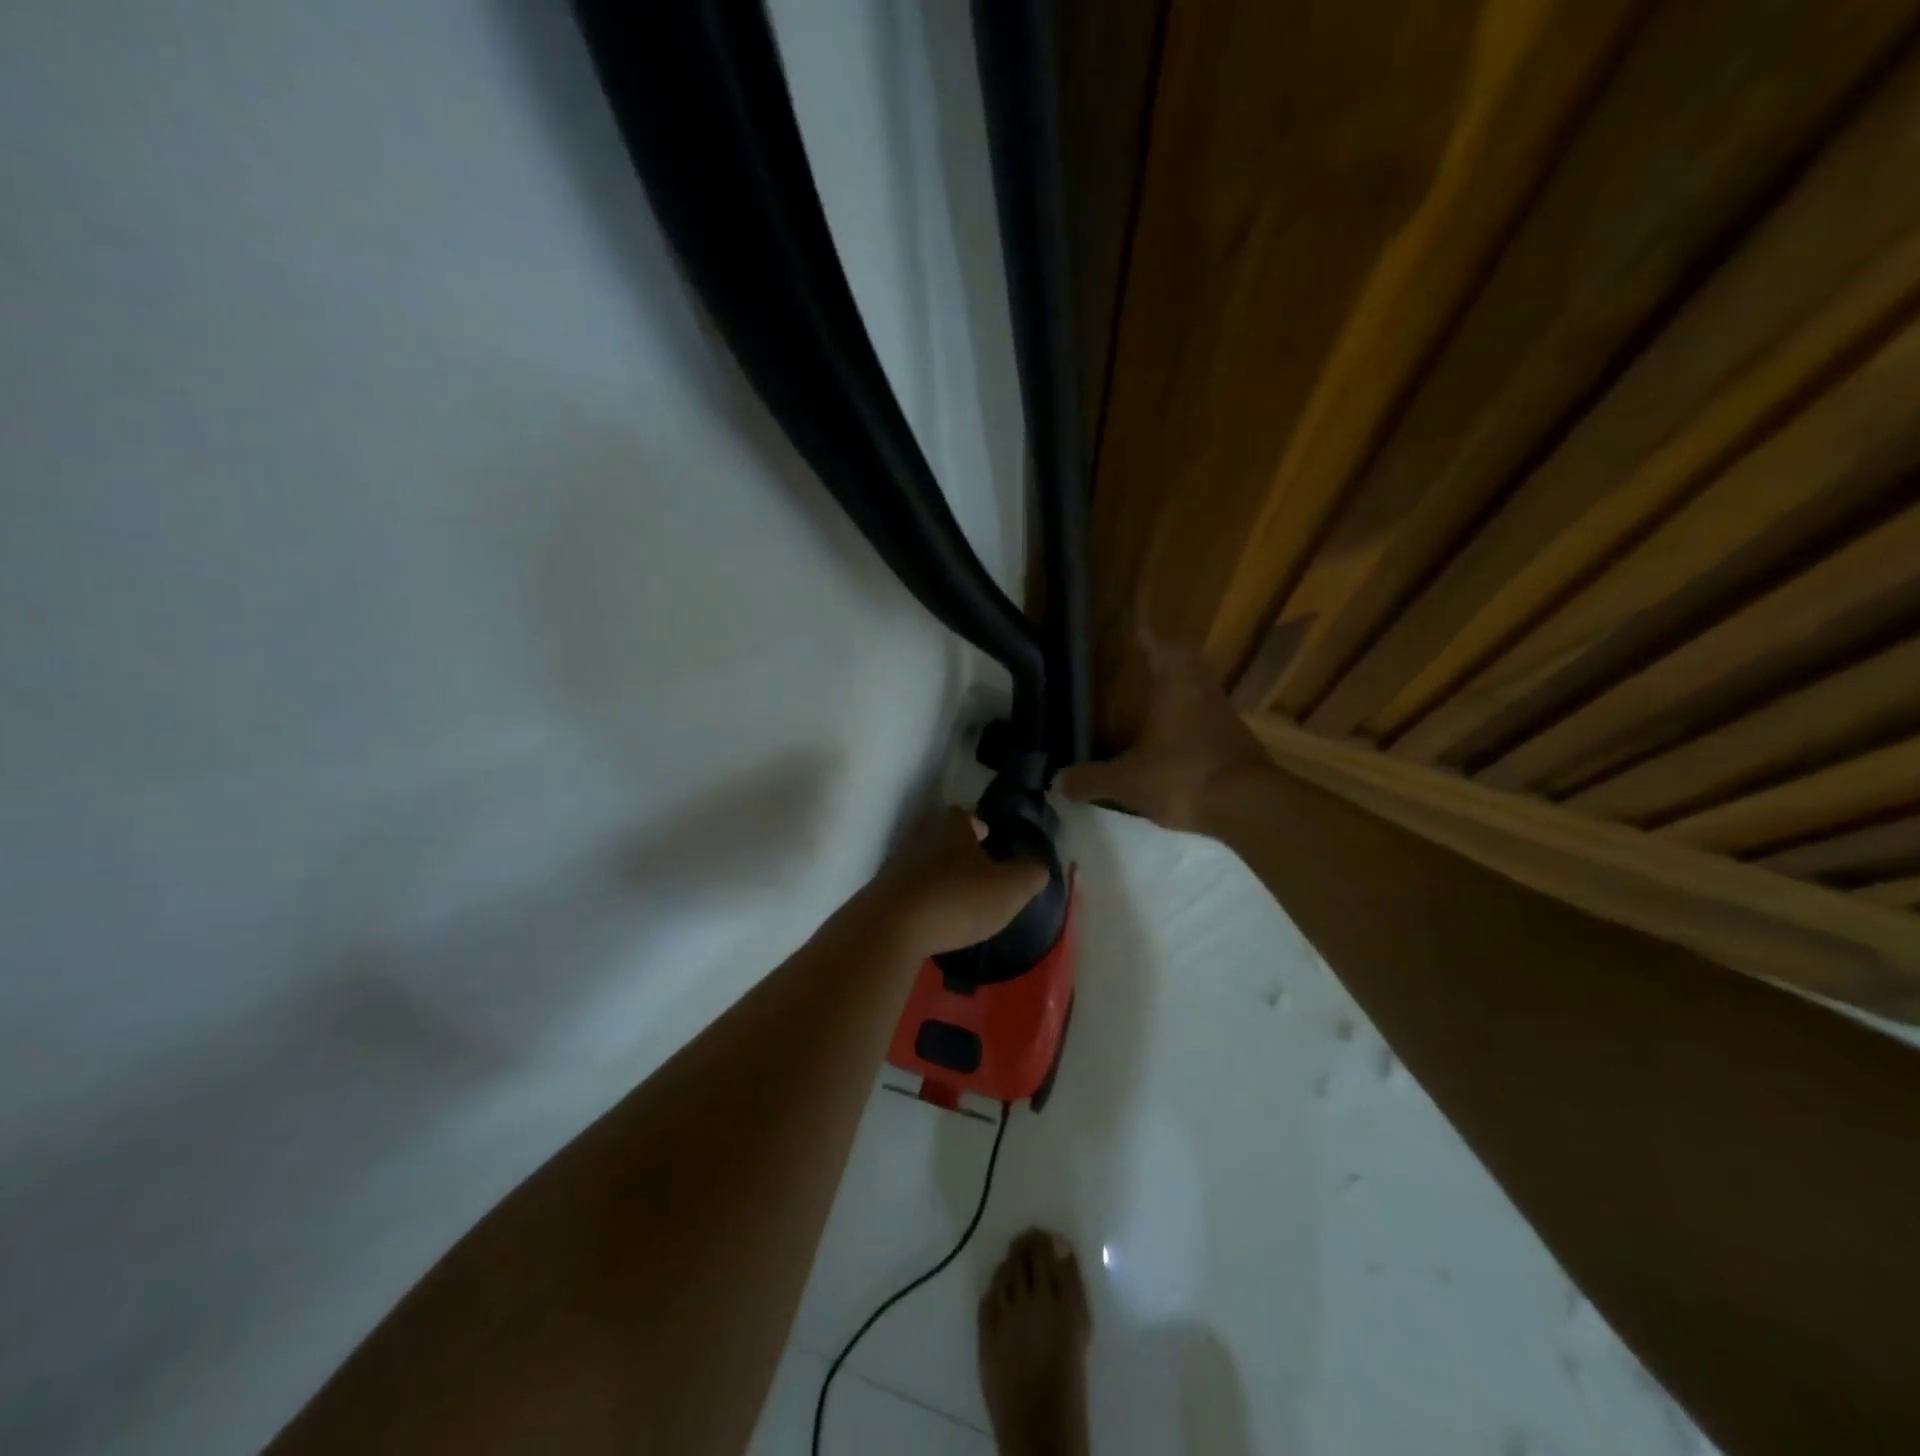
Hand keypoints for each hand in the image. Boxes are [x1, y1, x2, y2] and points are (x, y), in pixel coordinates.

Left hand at [858, 809, 1049, 958]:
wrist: (890, 928)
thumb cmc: (957, 900)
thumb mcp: (1009, 890)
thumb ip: (1030, 875)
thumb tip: (1038, 868)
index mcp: (952, 827)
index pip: (966, 816)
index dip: (981, 827)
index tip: (991, 840)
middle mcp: (921, 837)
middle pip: (943, 838)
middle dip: (959, 852)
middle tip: (979, 873)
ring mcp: (896, 864)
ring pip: (924, 864)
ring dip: (939, 878)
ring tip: (958, 900)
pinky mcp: (880, 894)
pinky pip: (909, 891)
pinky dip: (922, 901)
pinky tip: (933, 920)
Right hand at [1056, 628, 1270, 832]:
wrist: (1247, 806)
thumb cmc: (1182, 776)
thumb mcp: (1127, 781)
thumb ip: (1092, 780)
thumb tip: (1056, 781)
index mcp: (1175, 687)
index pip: (1162, 649)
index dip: (1149, 639)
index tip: (1140, 631)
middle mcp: (1203, 693)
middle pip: (1187, 666)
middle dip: (1168, 663)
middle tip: (1148, 664)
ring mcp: (1225, 717)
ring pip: (1201, 693)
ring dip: (1184, 693)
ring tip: (1159, 702)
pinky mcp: (1238, 743)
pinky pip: (1211, 721)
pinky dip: (1195, 723)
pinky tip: (1179, 741)